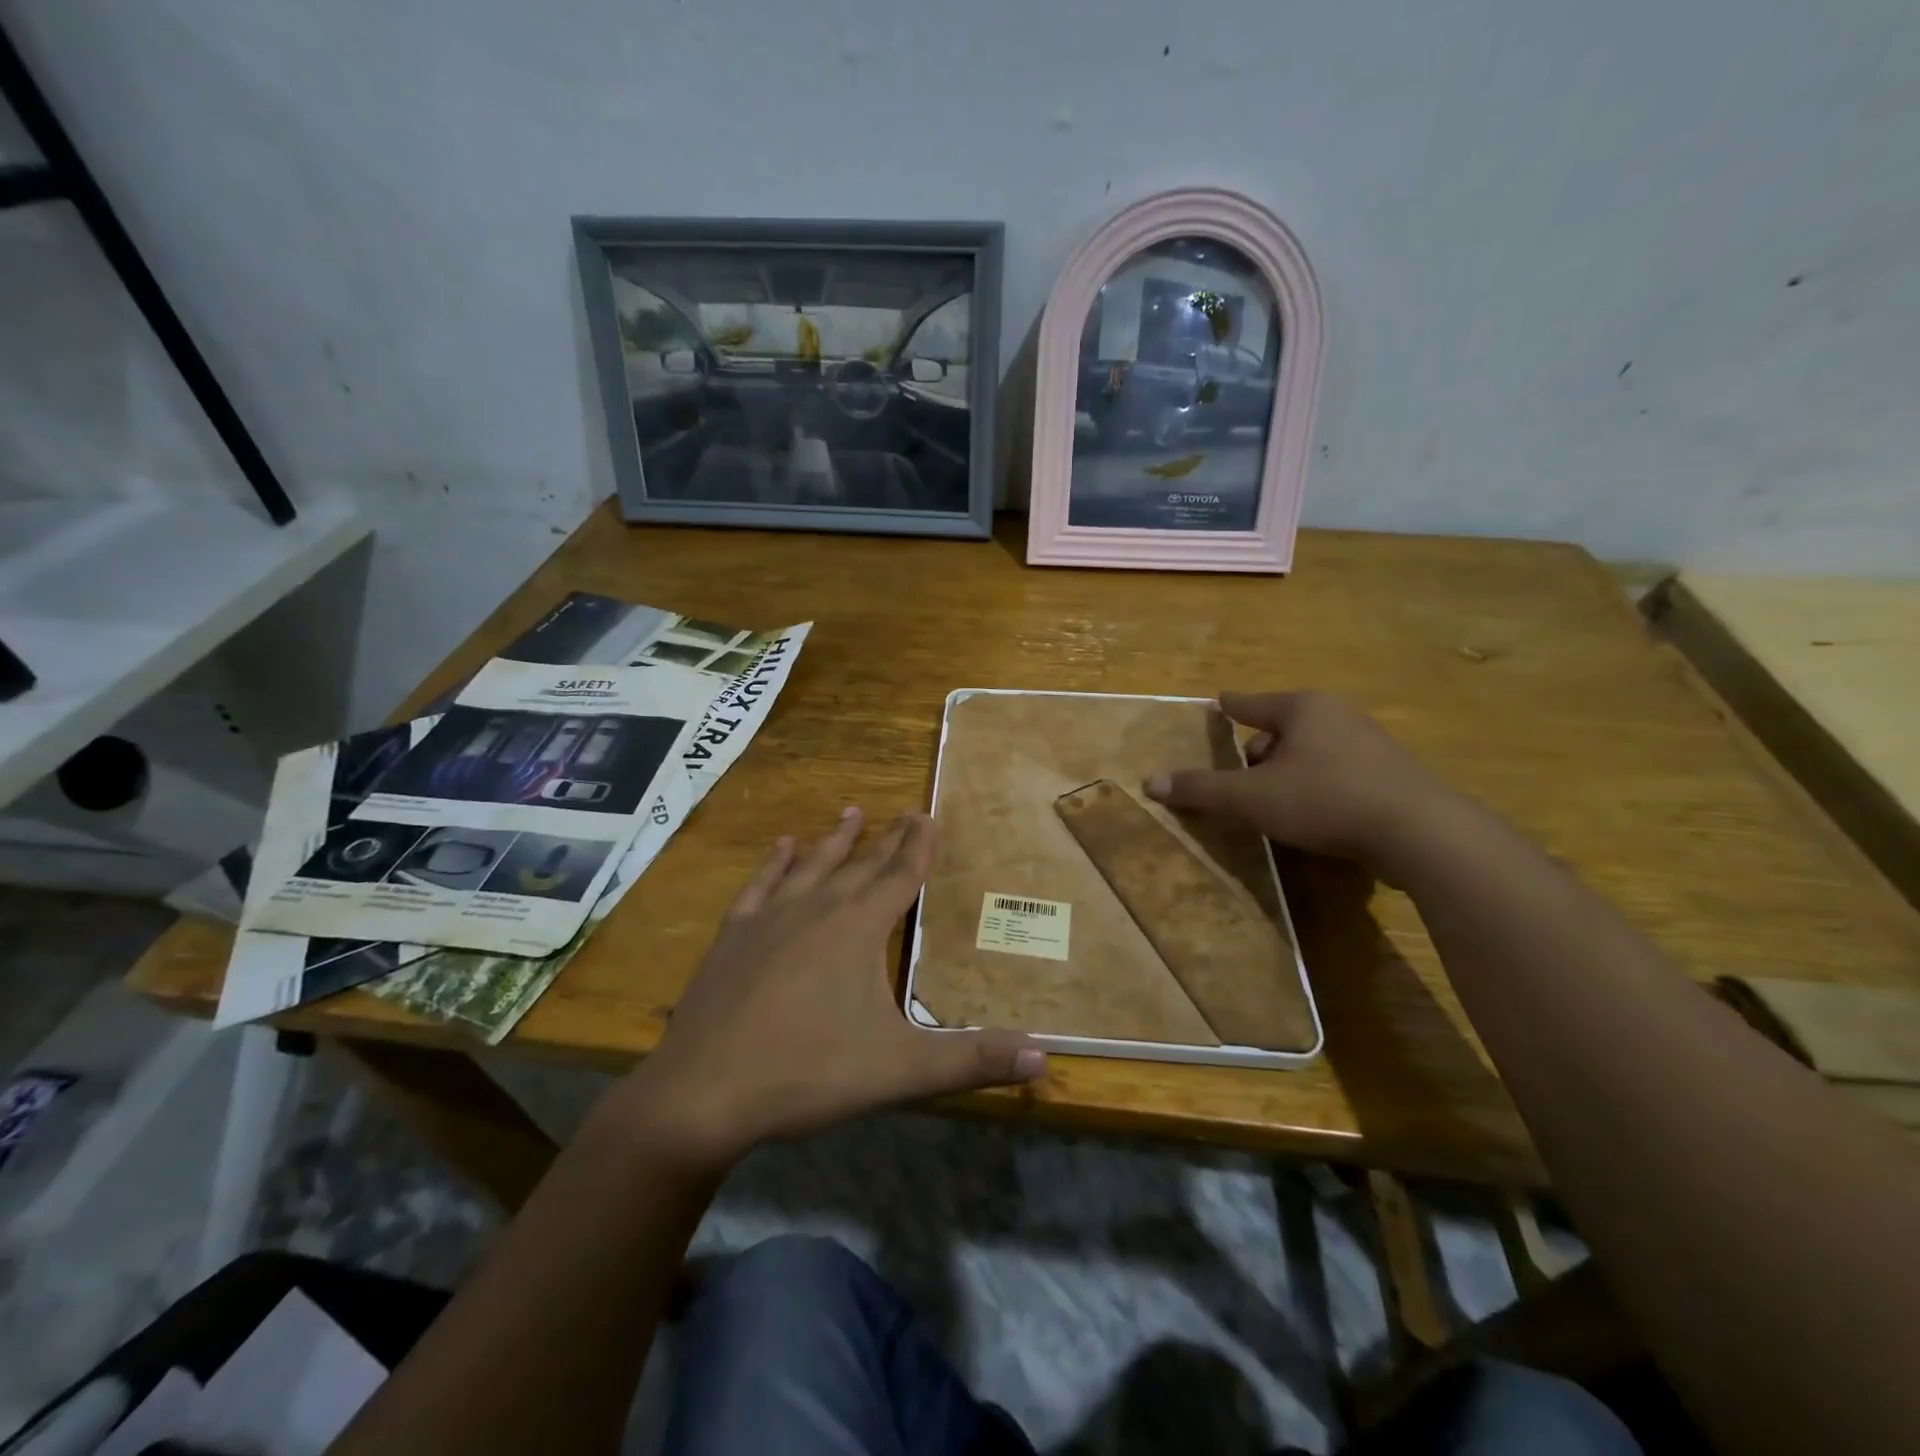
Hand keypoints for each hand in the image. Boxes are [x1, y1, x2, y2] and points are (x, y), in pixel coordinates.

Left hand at [613, 808, 1045, 1171]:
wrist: (701, 1094)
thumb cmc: (808, 1073)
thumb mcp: (900, 1070)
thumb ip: (973, 1061)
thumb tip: (1046, 1057)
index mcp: (859, 929)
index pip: (899, 874)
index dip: (918, 845)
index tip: (927, 812)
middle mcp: (817, 908)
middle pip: (861, 864)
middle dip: (887, 838)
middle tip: (904, 811)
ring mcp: (770, 918)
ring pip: (812, 865)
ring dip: (835, 839)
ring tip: (851, 812)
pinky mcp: (733, 936)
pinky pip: (760, 886)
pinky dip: (774, 863)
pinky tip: (781, 846)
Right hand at [1144, 691, 1457, 872]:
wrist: (1419, 832)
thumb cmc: (1324, 799)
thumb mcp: (1252, 798)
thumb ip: (1202, 789)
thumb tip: (1150, 783)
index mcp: (1302, 708)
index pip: (1251, 703)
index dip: (1230, 706)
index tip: (1218, 702)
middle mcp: (1337, 715)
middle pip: (1282, 727)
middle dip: (1259, 751)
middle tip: (1242, 778)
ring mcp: (1370, 742)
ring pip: (1312, 750)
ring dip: (1289, 770)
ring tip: (1276, 801)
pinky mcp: (1392, 773)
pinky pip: (1338, 770)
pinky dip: (1319, 784)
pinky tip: (1316, 812)